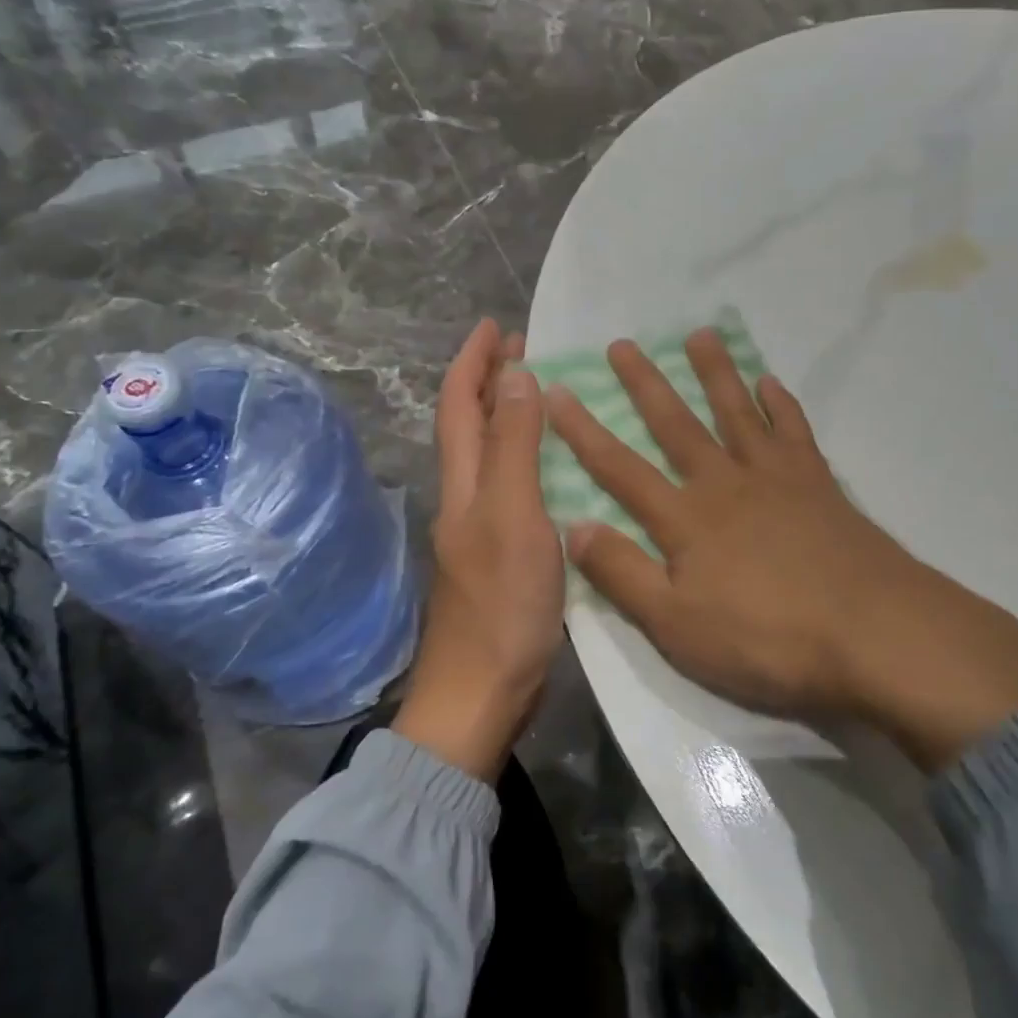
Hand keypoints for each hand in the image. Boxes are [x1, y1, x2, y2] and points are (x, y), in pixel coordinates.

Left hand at [394, 318, 565, 779]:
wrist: (483, 691)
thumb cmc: (501, 602)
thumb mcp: (514, 514)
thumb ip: (515, 446)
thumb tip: (516, 375)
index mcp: (465, 482)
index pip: (459, 403)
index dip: (473, 361)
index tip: (495, 326)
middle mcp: (468, 496)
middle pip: (471, 424)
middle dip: (491, 380)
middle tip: (526, 349)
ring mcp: (483, 527)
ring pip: (492, 454)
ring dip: (509, 414)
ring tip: (544, 391)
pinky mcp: (504, 552)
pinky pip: (513, 485)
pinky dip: (528, 455)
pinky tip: (557, 462)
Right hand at [544, 330, 1017, 771]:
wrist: (875, 634)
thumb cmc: (767, 639)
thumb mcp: (676, 625)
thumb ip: (622, 574)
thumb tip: (573, 526)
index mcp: (686, 519)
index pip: (620, 468)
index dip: (584, 431)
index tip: (557, 391)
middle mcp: (725, 484)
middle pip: (677, 425)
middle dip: (645, 384)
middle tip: (623, 343)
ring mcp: (776, 478)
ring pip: (737, 413)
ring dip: (715, 373)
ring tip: (700, 335)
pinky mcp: (819, 485)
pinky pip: (795, 432)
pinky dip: (781, 404)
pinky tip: (772, 382)